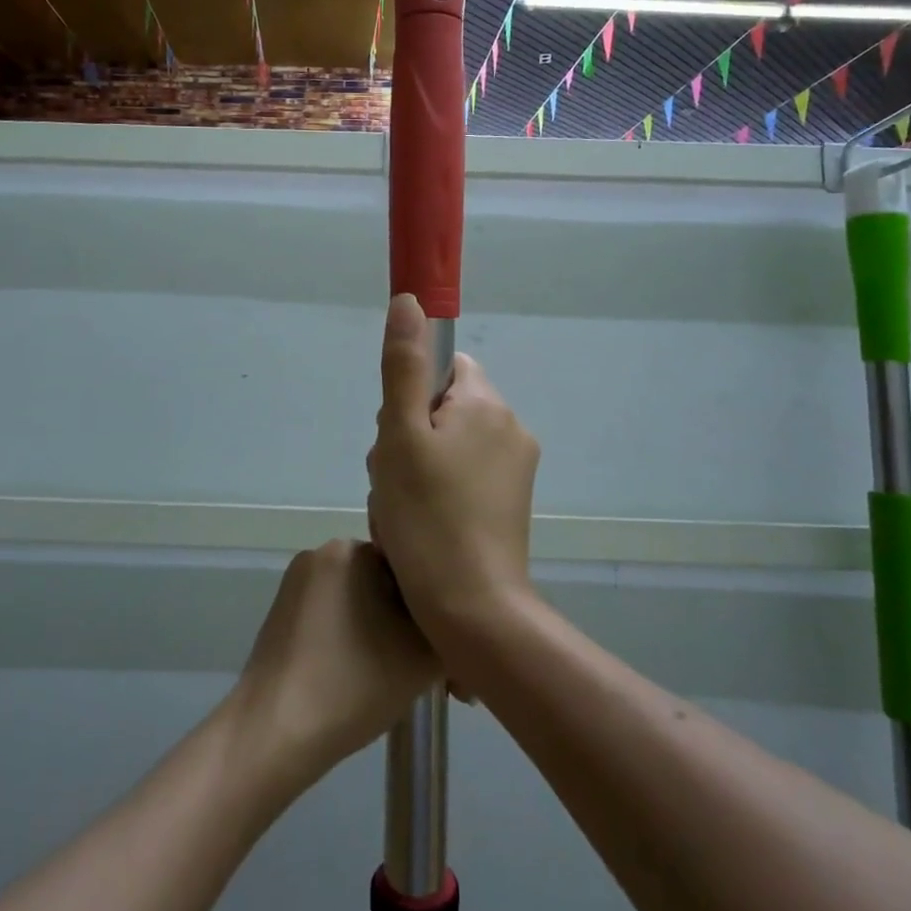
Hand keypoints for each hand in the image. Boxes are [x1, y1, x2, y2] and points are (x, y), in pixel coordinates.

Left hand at [233, 538, 438, 784]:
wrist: (274, 733)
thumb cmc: (354, 684)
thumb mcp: (424, 657)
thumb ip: (451, 629)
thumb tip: (452, 628)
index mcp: (353, 548)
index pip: (414, 569)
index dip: (439, 612)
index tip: (451, 657)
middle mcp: (323, 552)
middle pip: (387, 586)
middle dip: (414, 626)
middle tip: (437, 679)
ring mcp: (298, 583)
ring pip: (364, 604)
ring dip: (388, 635)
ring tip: (404, 683)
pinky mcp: (284, 614)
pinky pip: (337, 618)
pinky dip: (358, 641)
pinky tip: (367, 681)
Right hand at [367, 294, 539, 644]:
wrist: (473, 610)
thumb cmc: (427, 517)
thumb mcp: (400, 435)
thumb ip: (402, 365)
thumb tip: (410, 300)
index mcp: (487, 404)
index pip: (444, 368)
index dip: (410, 396)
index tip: (397, 435)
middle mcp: (511, 428)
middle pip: (442, 408)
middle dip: (408, 436)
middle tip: (394, 480)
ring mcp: (516, 469)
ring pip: (448, 445)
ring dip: (416, 467)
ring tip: (402, 510)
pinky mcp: (512, 504)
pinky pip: (463, 477)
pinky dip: (437, 492)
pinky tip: (420, 526)